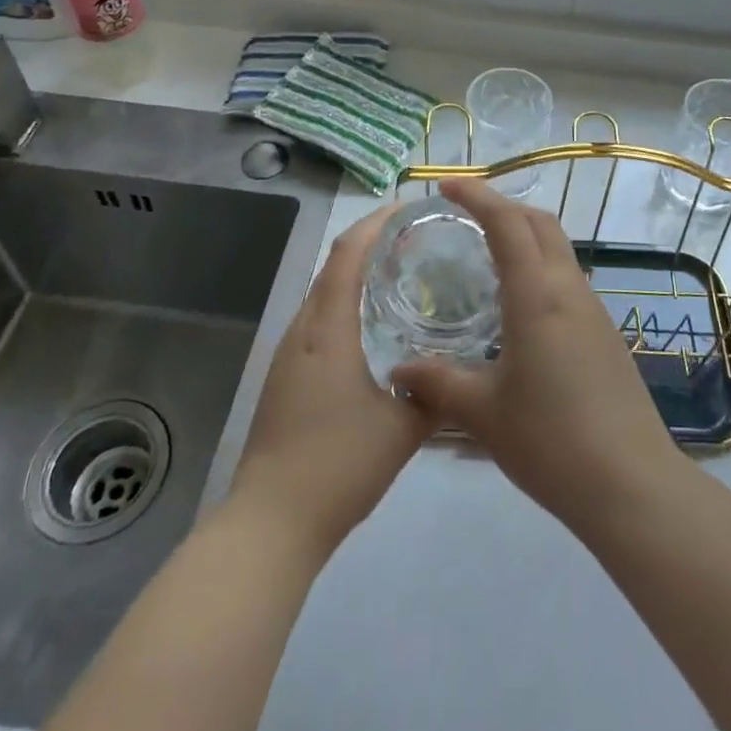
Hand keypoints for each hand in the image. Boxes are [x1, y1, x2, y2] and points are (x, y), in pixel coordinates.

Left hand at [229, 205, 434, 561]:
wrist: (270, 523)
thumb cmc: (337, 466)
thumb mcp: (401, 429)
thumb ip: (433, 394)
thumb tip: (459, 371)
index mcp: (327, 330)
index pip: (347, 255)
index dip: (374, 223)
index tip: (407, 207)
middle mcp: (302, 331)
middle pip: (332, 267)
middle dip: (368, 242)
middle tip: (413, 238)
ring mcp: (287, 355)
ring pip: (322, 294)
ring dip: (354, 274)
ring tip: (397, 273)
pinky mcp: (283, 377)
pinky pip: (316, 321)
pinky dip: (342, 303)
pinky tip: (369, 326)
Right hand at [392, 179, 683, 535]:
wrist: (632, 484)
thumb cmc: (552, 442)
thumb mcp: (484, 414)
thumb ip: (438, 384)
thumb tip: (398, 371)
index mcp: (538, 296)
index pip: (508, 223)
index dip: (478, 195)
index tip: (446, 185)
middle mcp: (569, 289)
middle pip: (540, 223)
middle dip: (502, 206)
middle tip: (464, 214)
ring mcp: (594, 310)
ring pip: (558, 248)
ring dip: (524, 235)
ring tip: (485, 254)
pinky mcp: (606, 333)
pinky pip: (567, 278)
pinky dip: (539, 266)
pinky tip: (517, 305)